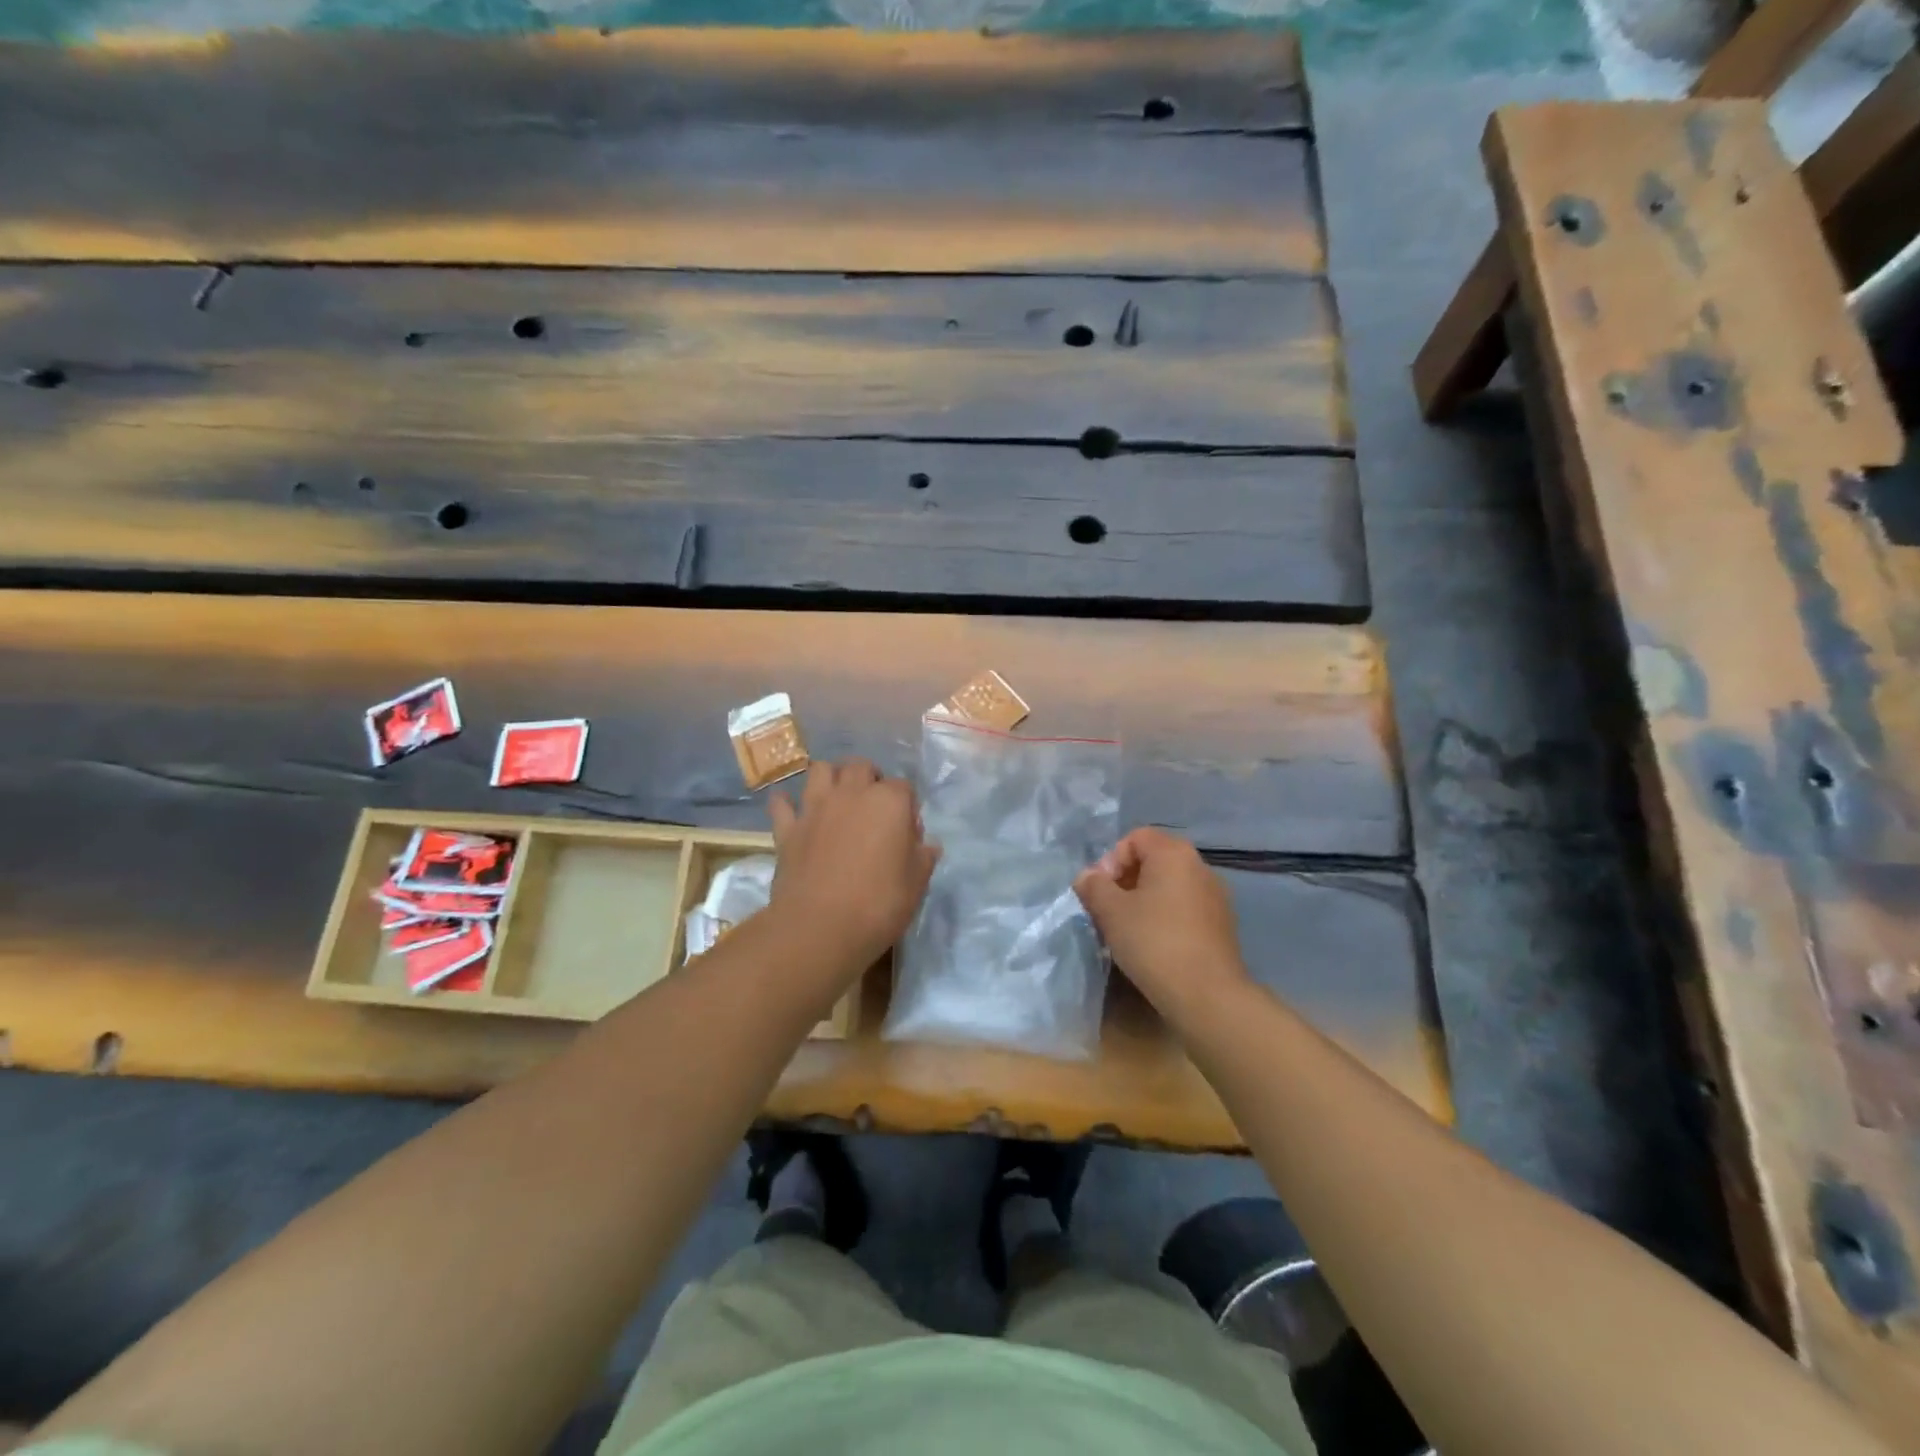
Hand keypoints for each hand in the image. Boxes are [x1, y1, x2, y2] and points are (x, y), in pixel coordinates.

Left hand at [767, 759, 938, 971]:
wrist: (820, 928)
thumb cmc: (879, 904)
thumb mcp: (916, 884)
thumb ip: (923, 858)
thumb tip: (927, 845)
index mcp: (889, 802)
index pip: (904, 787)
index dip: (907, 806)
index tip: (907, 831)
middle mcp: (852, 793)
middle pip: (861, 767)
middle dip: (869, 778)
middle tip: (873, 806)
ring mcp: (815, 807)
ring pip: (820, 770)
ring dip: (830, 777)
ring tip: (837, 798)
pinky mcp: (787, 828)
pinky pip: (782, 803)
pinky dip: (787, 803)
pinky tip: (793, 811)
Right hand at [1073, 827, 1250, 1023]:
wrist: (1207, 995)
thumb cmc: (1154, 942)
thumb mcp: (1111, 912)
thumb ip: (1094, 886)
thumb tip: (1087, 876)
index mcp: (1174, 854)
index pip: (1136, 837)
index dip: (1111, 860)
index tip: (1101, 891)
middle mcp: (1200, 867)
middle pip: (1153, 860)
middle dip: (1125, 881)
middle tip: (1108, 911)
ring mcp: (1215, 896)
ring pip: (1168, 886)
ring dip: (1143, 901)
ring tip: (1127, 931)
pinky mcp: (1222, 925)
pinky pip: (1184, 908)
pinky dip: (1164, 918)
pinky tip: (1153, 946)